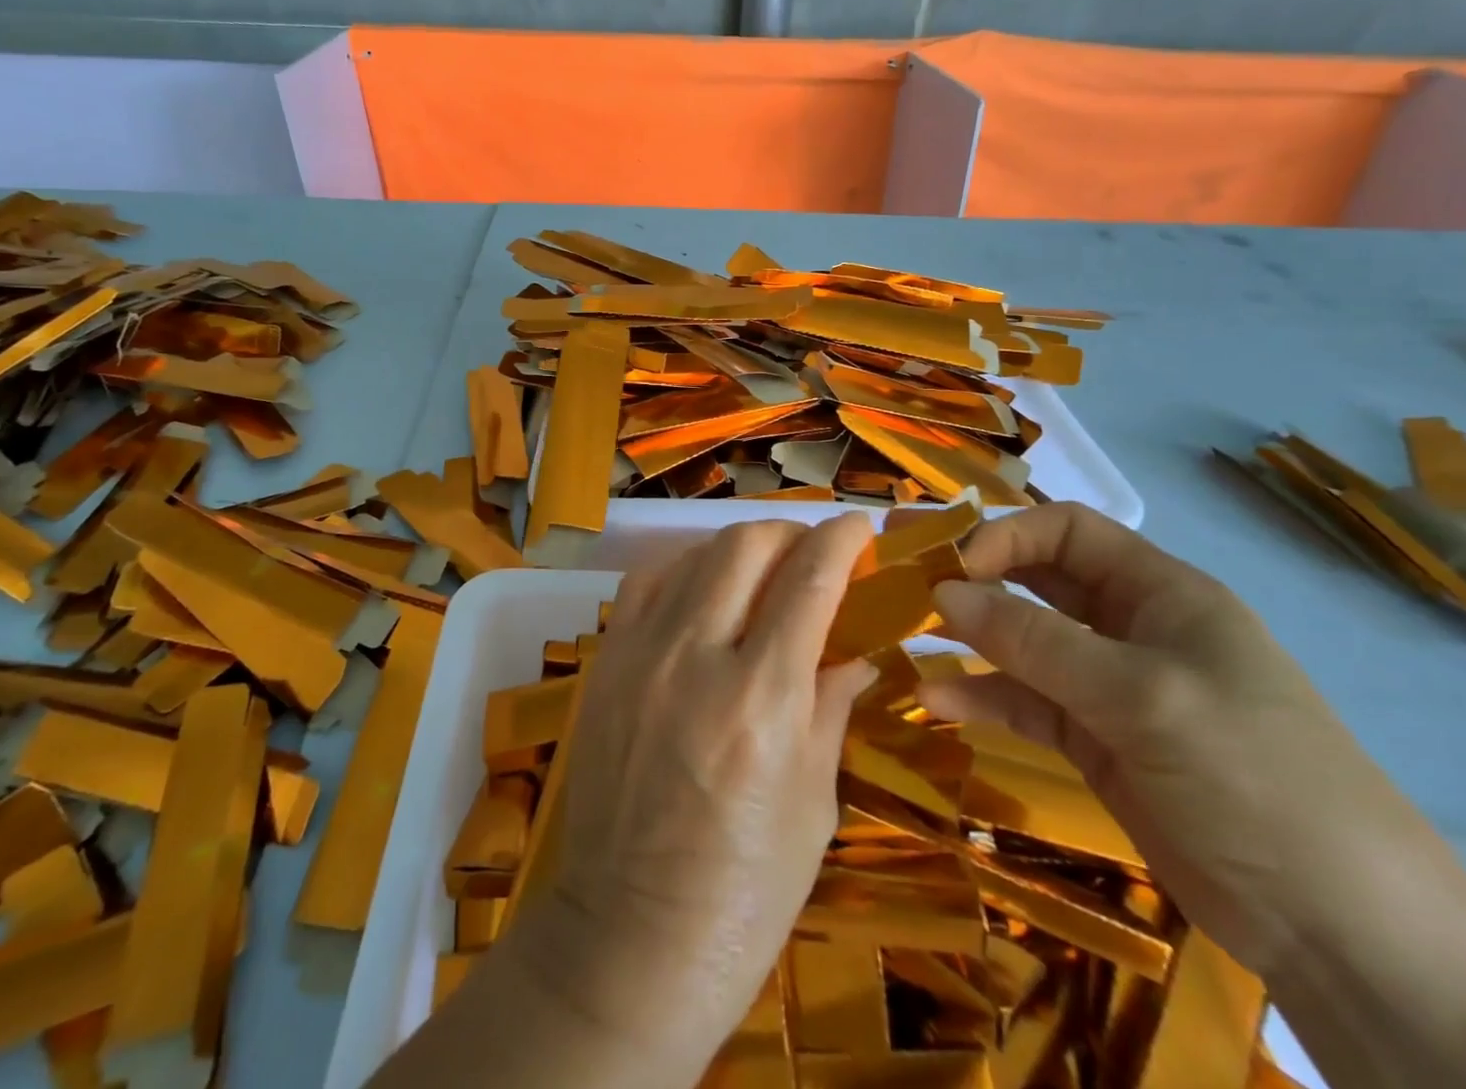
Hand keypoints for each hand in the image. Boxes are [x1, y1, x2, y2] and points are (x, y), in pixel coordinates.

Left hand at [523, 516, 877, 1069]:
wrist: (628, 938)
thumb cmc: (743, 892)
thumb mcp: (813, 803)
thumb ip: (831, 706)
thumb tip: (857, 648)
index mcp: (761, 698)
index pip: (809, 580)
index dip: (841, 539)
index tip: (860, 527)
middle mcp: (695, 656)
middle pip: (745, 545)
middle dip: (789, 533)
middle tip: (812, 554)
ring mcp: (640, 653)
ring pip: (693, 555)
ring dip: (738, 549)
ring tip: (762, 573)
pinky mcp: (605, 663)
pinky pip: (645, 583)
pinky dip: (683, 571)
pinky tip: (701, 594)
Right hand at [918, 502, 1451, 979]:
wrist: (1344, 934)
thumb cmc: (1254, 777)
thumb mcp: (1140, 697)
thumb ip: (1034, 641)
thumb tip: (942, 591)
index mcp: (1160, 593)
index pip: (1067, 532)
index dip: (1007, 537)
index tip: (954, 567)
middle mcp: (1130, 628)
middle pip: (1037, 581)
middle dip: (974, 579)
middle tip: (906, 582)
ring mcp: (1110, 689)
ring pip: (1023, 643)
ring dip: (969, 640)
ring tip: (908, 639)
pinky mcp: (1094, 742)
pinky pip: (1024, 702)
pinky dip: (981, 697)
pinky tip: (935, 702)